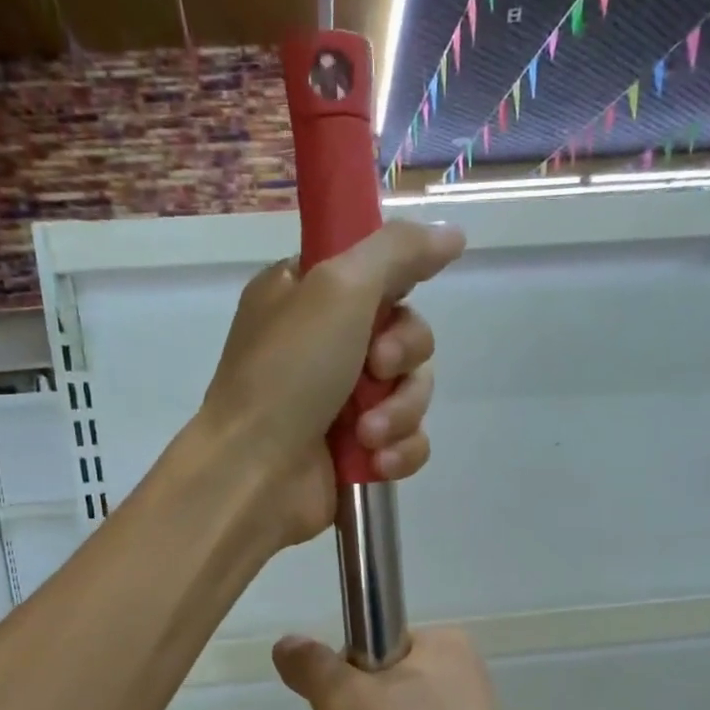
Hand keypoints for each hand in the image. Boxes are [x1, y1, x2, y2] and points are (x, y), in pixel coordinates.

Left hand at [200, 221, 464, 547]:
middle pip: (408, 334)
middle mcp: (327, 344)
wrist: (255, 474)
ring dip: (400, 412)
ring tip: (367, 434)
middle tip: (376, 369)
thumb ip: (398, 252)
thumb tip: (453, 234)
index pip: (378, 274)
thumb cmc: (287, 374)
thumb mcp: (338, 288)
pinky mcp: (361, 451)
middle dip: (403, 358)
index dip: (397, 290)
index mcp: (308, 295)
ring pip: (414, 391)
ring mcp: (344, 402)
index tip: (392, 304)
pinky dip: (400, 451)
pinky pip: (410, 440)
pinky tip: (377, 462)